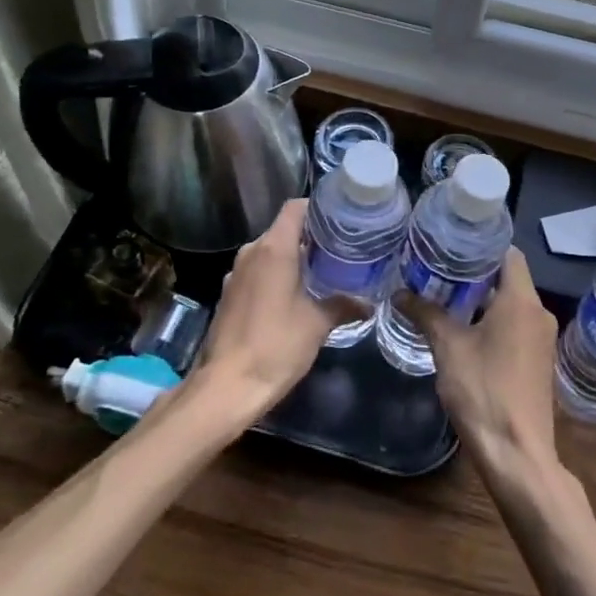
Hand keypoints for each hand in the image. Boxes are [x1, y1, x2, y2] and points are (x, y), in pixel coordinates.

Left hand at [191, 199, 360, 415]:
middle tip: (341, 249)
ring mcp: (236, 273)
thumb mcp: (318, 324)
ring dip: (293, 258)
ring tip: (323, 272)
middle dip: (311, 236)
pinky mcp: (229, 294)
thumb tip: (369, 303)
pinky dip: (277, 275)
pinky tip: (295, 296)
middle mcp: (251, 252)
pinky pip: (258, 271)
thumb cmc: (275, 346)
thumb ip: (344, 305)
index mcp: (273, 248)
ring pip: (270, 251)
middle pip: (284, 229)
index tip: (342, 220)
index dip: (319, 208)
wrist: (226, 387)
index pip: (295, 208)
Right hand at [404, 247, 559, 475]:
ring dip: (483, 299)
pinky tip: (465, 329)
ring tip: (446, 295)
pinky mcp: (538, 360)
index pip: (508, 252)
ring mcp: (542, 338)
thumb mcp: (448, 347)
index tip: (453, 244)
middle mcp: (539, 312)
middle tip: (440, 268)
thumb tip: (399, 293)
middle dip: (476, 273)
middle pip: (509, 277)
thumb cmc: (483, 391)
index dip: (481, 245)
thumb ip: (425, 314)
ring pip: (512, 303)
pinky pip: (516, 325)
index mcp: (522, 300)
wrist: (517, 454)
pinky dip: (494, 320)